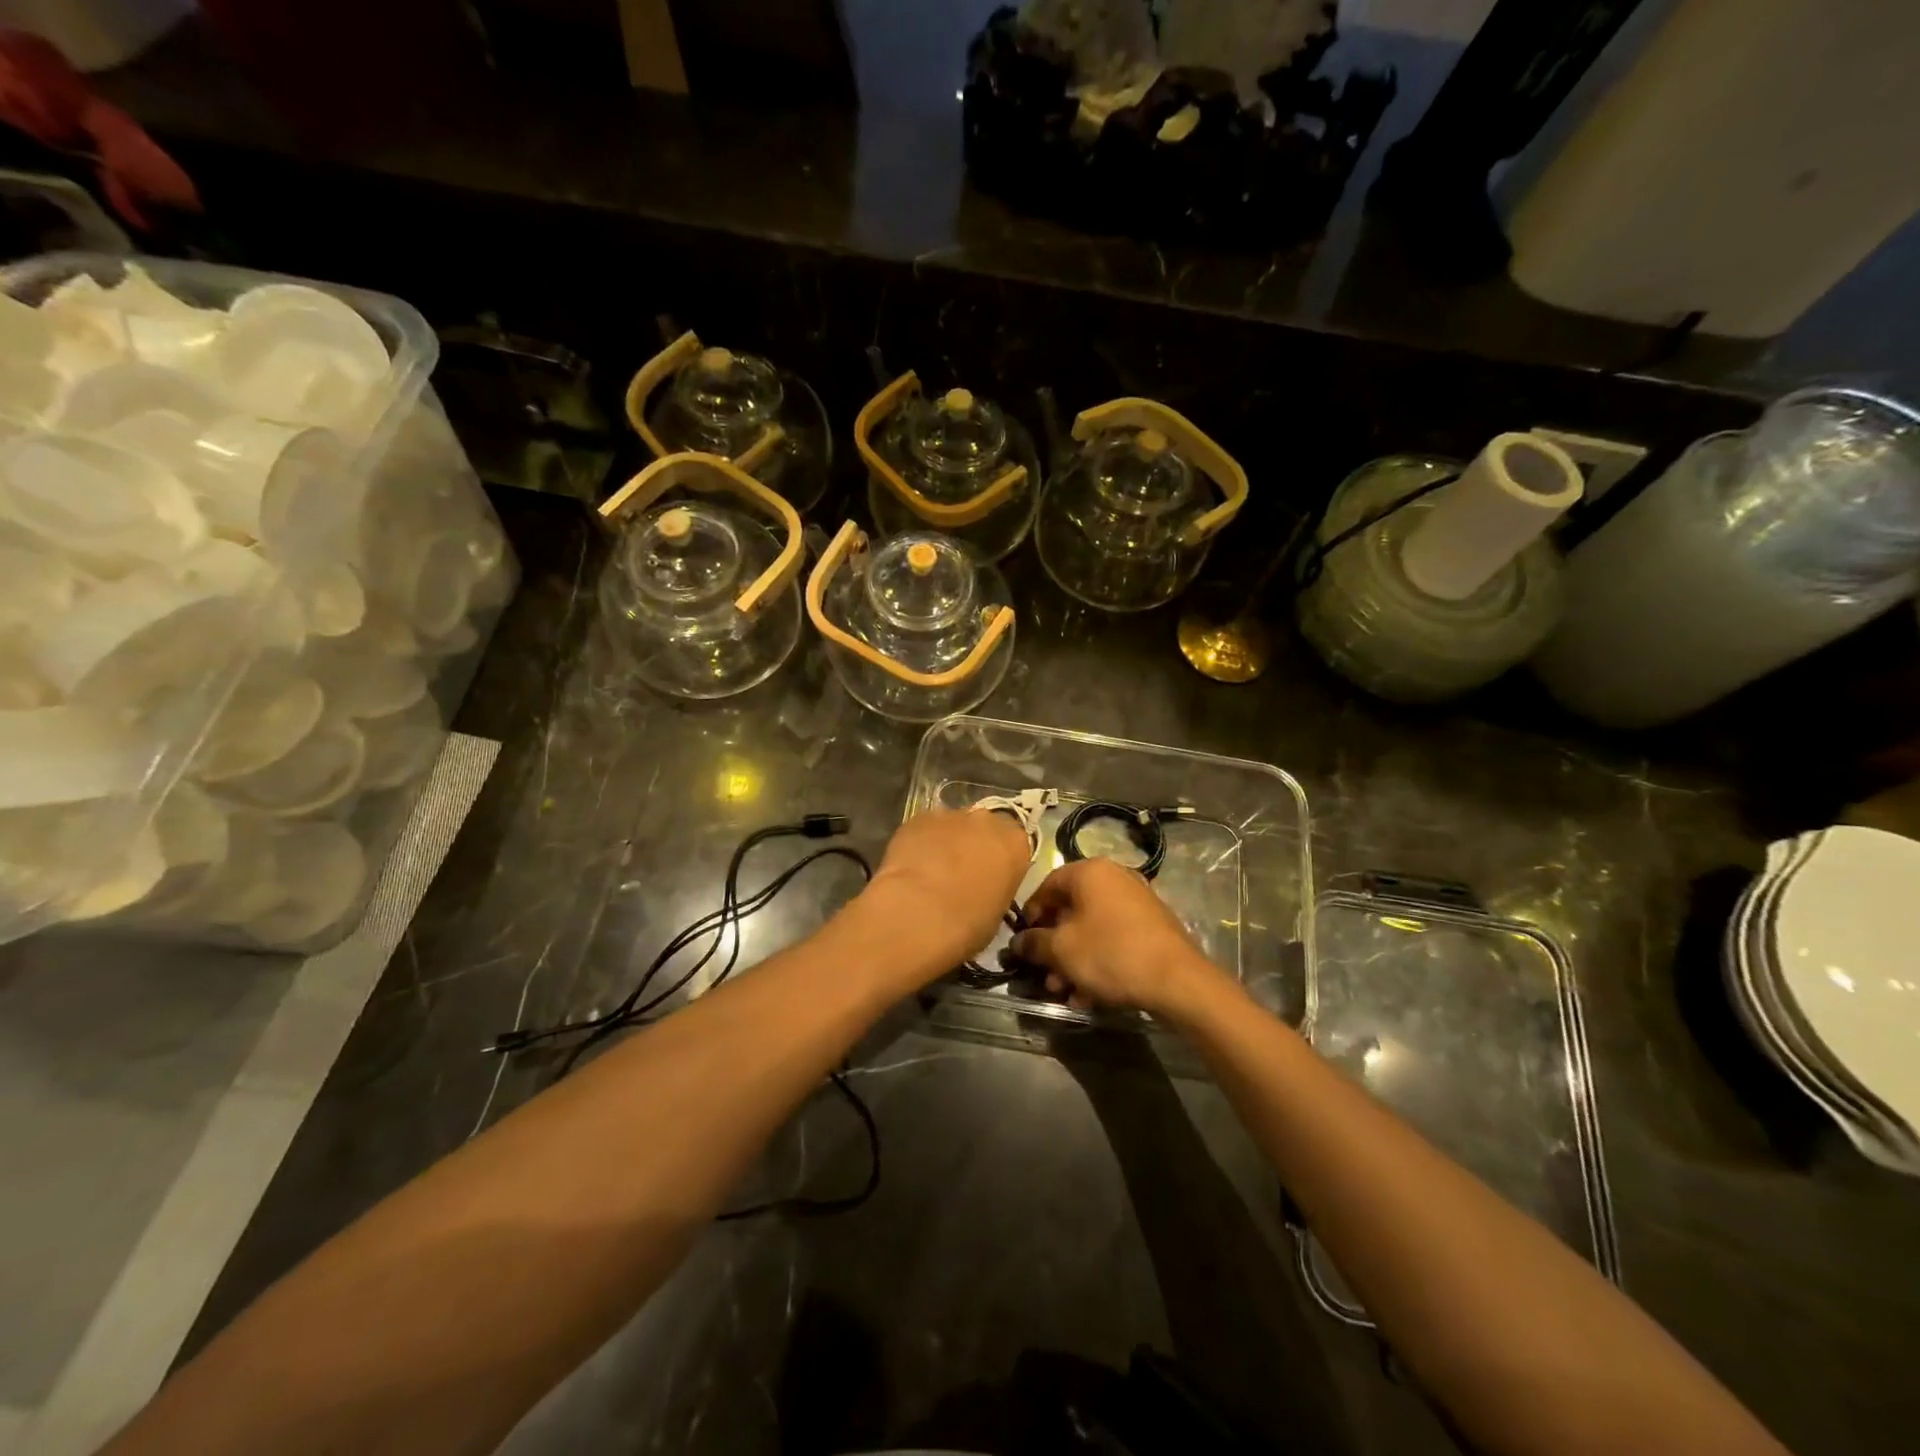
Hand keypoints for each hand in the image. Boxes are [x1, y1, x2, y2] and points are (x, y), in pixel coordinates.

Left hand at [859, 809, 1031, 977]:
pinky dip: (920, 842)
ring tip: (931, 871)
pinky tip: (911, 866)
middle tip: (960, 874)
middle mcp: (987, 821)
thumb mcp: (997, 915)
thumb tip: (982, 890)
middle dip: (974, 845)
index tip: (990, 879)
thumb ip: (995, 890)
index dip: (1000, 862)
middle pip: (984, 828)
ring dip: (946, 843)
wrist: (917, 914)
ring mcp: (951, 815)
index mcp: (1015, 844)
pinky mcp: (918, 817)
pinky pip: (924, 828)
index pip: (1014, 845)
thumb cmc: (967, 925)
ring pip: (952, 826)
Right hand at [1009, 858, 1221, 1017]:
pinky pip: (1114, 939)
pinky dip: (1099, 961)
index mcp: (1090, 872)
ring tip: (1066, 992)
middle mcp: (1114, 878)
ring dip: (1074, 960)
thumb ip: (1033, 942)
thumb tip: (1018, 941)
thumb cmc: (1110, 953)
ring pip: (1092, 929)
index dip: (1031, 914)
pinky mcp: (1152, 926)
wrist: (1177, 980)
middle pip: (1071, 910)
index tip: (1024, 942)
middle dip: (1054, 946)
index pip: (1048, 885)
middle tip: (1046, 975)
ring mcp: (1137, 901)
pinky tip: (1090, 995)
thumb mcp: (1061, 950)